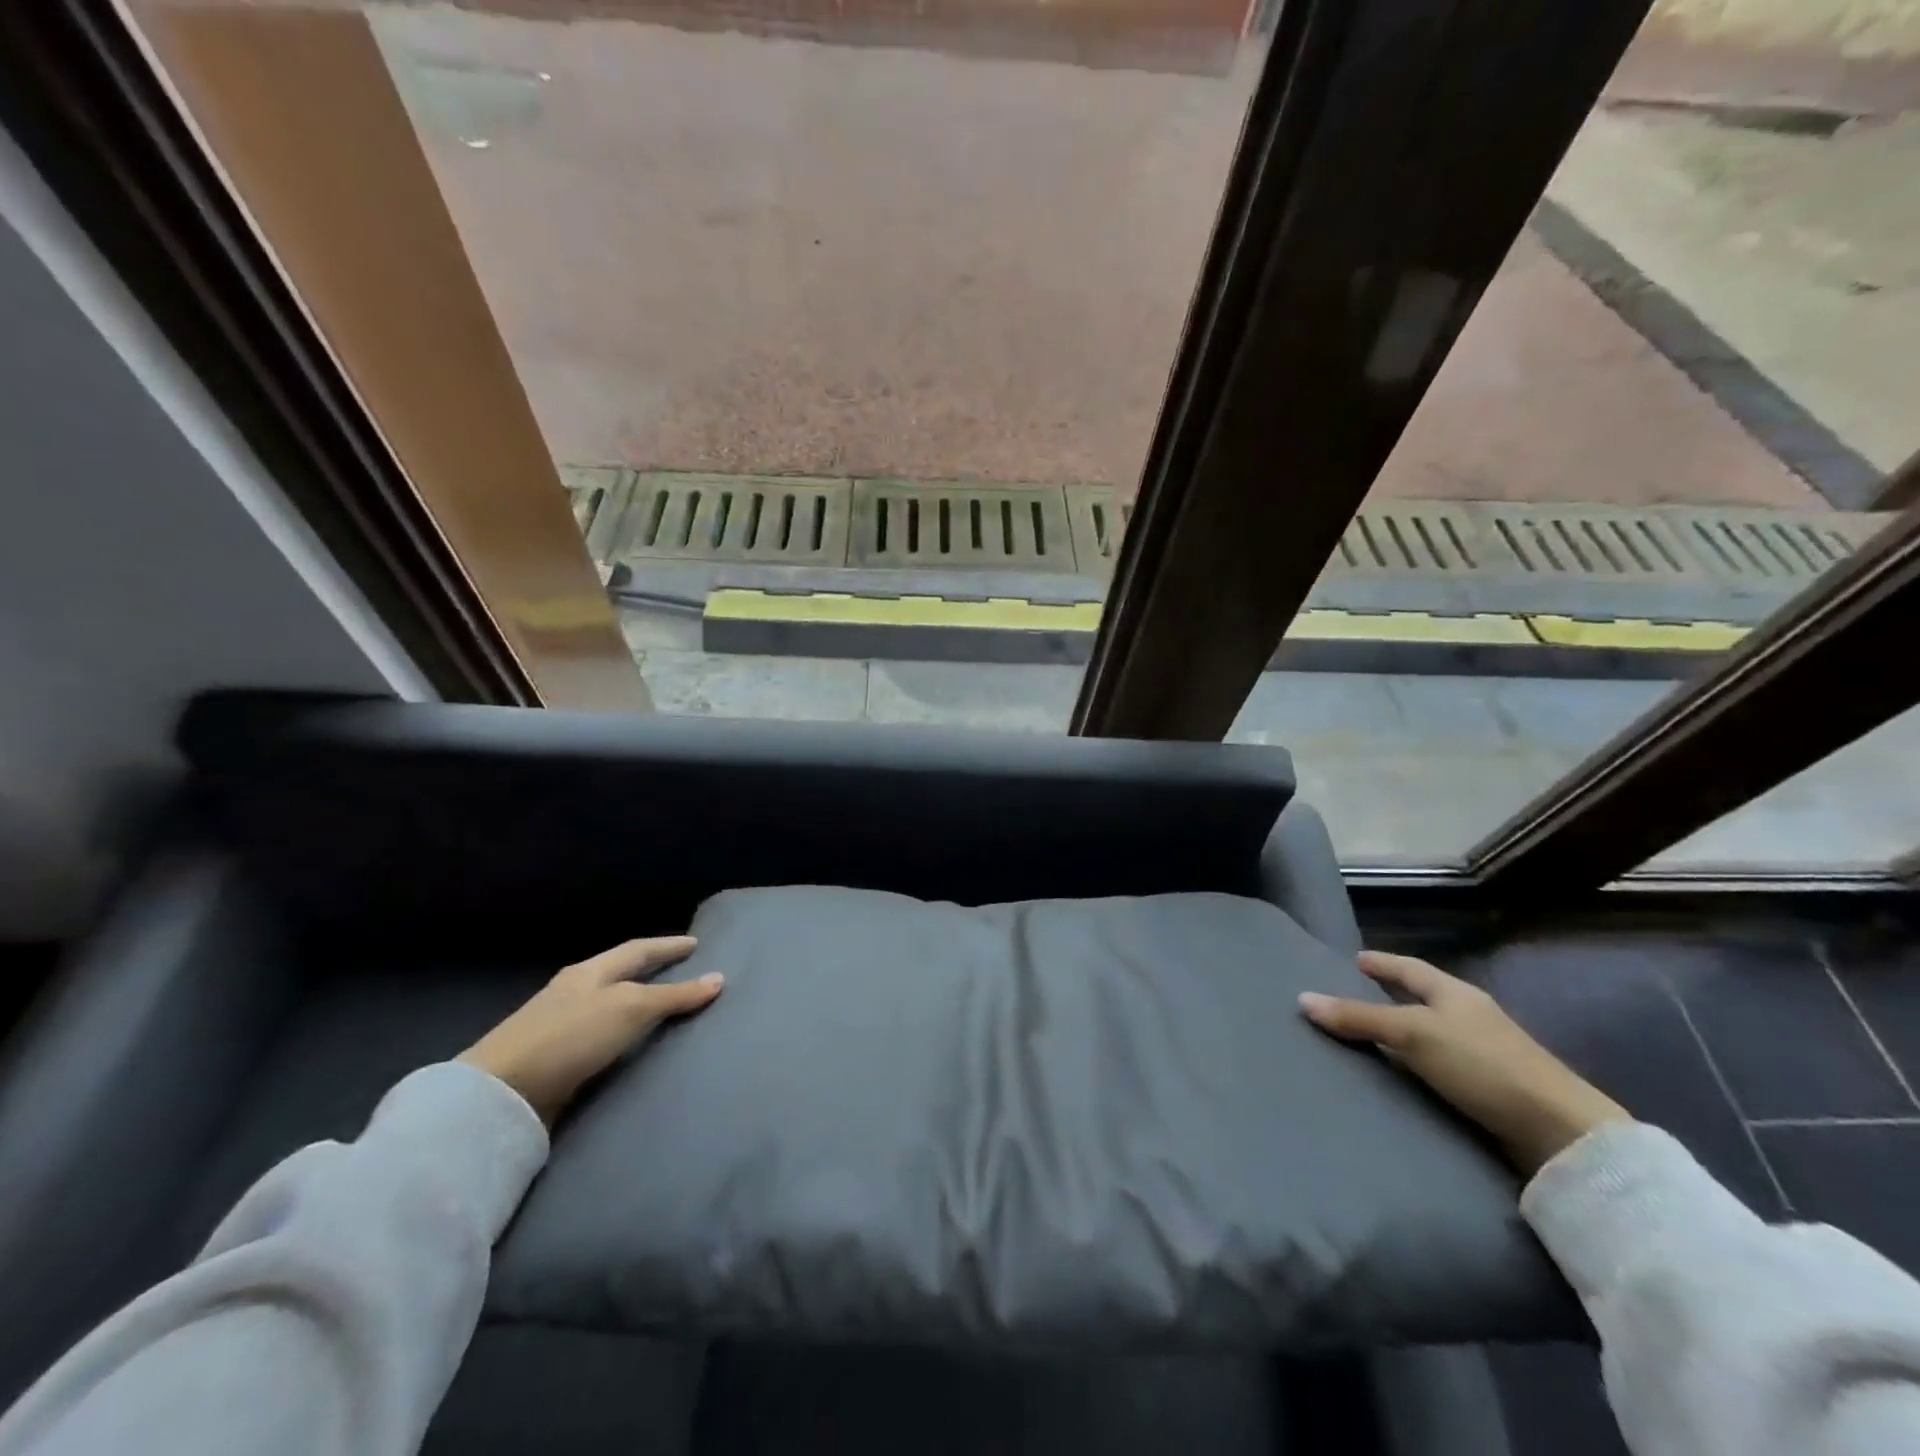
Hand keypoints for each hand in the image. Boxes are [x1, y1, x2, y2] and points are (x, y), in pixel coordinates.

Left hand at [460, 936, 722, 1123]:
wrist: (499, 1093)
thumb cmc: (570, 1036)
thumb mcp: (630, 1009)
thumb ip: (674, 996)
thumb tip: (719, 979)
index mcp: (591, 971)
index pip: (638, 949)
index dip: (668, 946)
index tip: (695, 943)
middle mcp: (574, 991)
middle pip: (620, 974)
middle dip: (651, 971)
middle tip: (683, 972)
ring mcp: (559, 1024)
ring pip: (608, 1005)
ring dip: (635, 1004)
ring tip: (662, 1009)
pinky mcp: (552, 1058)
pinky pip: (598, 1036)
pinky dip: (620, 1034)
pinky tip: (628, 1046)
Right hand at [1299, 951, 1628, 1175]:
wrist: (1561, 1133)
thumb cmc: (1482, 1065)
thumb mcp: (1413, 1034)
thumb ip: (1359, 1018)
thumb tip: (1303, 999)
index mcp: (1456, 993)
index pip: (1410, 968)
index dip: (1382, 963)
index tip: (1355, 960)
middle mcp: (1472, 1017)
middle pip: (1424, 998)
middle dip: (1391, 995)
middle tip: (1355, 996)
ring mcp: (1487, 1053)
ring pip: (1435, 1032)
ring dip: (1406, 1032)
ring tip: (1372, 1038)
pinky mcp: (1494, 1089)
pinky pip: (1443, 1064)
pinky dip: (1420, 1063)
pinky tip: (1406, 1075)